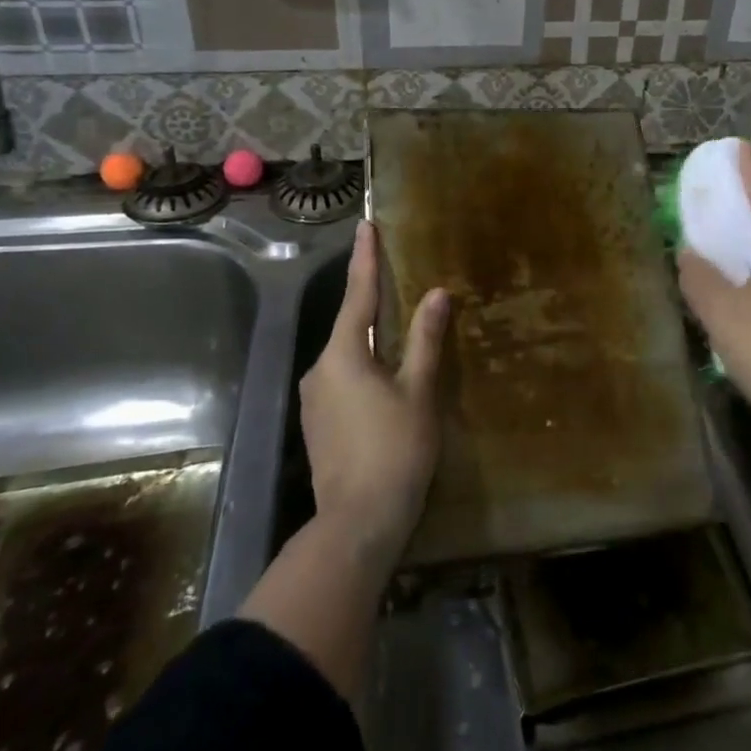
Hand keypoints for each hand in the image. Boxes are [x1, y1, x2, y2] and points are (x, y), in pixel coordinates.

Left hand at [301, 221, 450, 560]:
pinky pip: (344, 379)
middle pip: (350, 324)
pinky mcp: (318, 424)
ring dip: (371, 339)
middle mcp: (320, 370)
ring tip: (399, 329)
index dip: (365, 259)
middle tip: (394, 276)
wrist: (357, 524)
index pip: (357, 294)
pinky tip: (386, 377)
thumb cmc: (394, 451)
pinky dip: (365, 367)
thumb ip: (425, 339)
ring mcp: (315, 400)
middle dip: (372, 301)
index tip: (366, 226)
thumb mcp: (418, 391)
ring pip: (347, 355)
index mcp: (343, 354)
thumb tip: (436, 294)